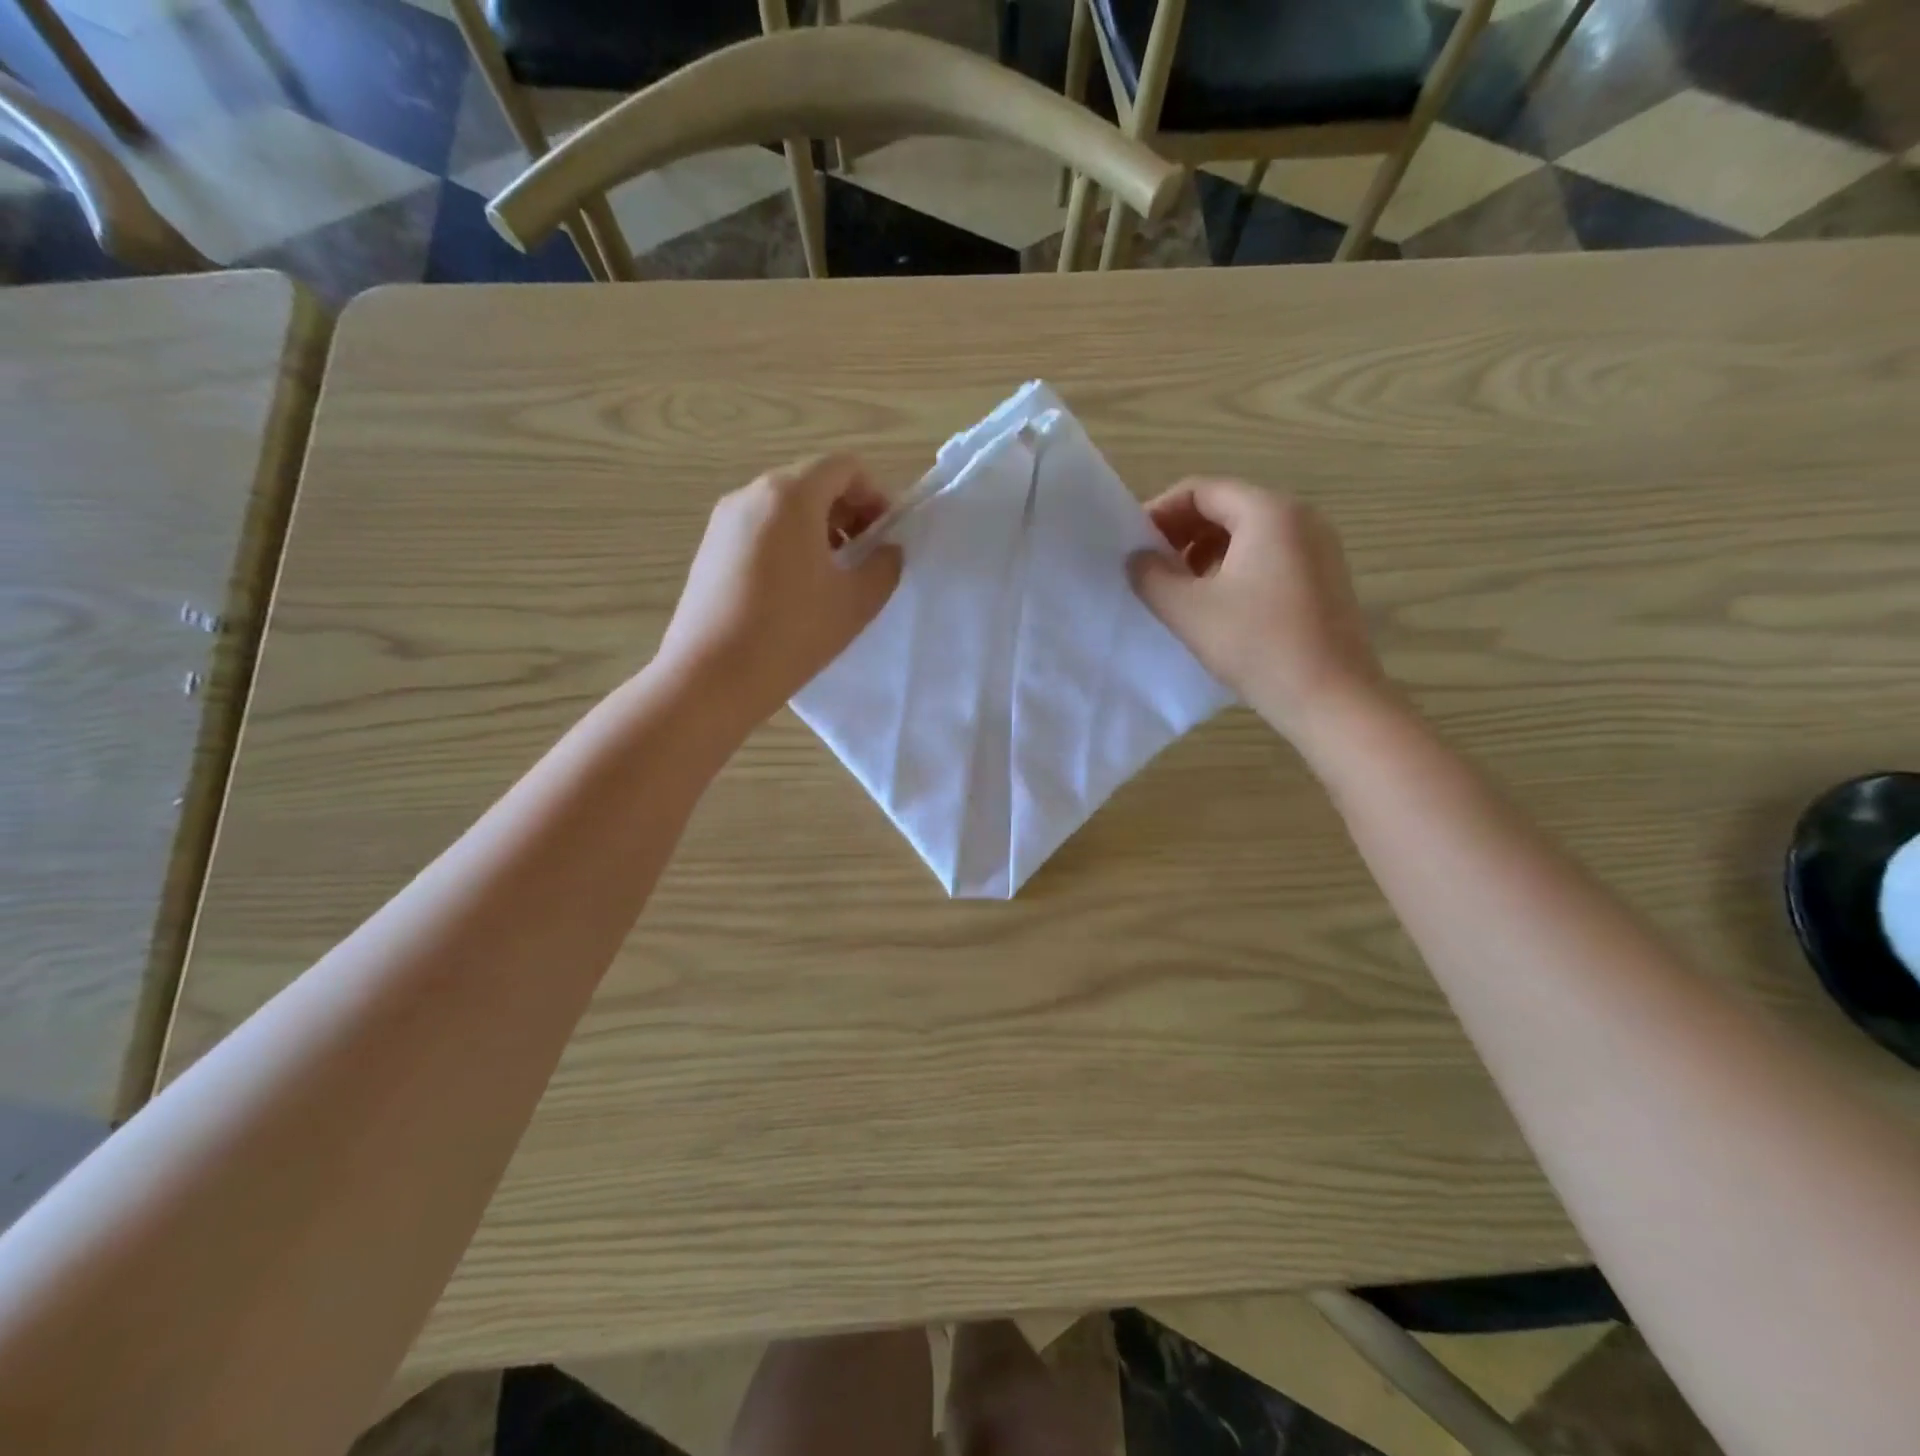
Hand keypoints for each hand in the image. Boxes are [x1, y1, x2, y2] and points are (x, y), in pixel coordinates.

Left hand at [657, 454, 900, 729]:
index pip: (844, 467)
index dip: (875, 495)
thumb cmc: (791, 634)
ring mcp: (723, 521)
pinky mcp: (709, 549)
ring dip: (818, 529)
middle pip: (811, 482)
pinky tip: (794, 591)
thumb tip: (886, 550)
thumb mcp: (856, 602)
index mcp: (790, 495)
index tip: (885, 536)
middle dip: (847, 512)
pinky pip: (759, 530)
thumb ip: (884, 566)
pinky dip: (787, 543)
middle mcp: (751, 495)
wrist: (711, 677)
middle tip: (864, 558)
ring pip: (783, 507)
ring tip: (831, 578)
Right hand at [1131, 480, 1387, 745]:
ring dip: (1205, 552)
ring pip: (1247, 533)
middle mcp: (1300, 517)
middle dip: (1182, 533)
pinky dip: (1234, 567)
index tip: (1133, 545)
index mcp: (1268, 512)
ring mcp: (1318, 547)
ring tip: (1180, 589)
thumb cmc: (1256, 645)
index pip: (1201, 490)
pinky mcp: (1324, 577)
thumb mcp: (1188, 610)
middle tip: (1151, 567)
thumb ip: (1152, 576)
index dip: (1160, 512)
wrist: (1330, 697)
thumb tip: (1138, 558)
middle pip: (1226, 506)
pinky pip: (1269, 555)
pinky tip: (1217, 604)